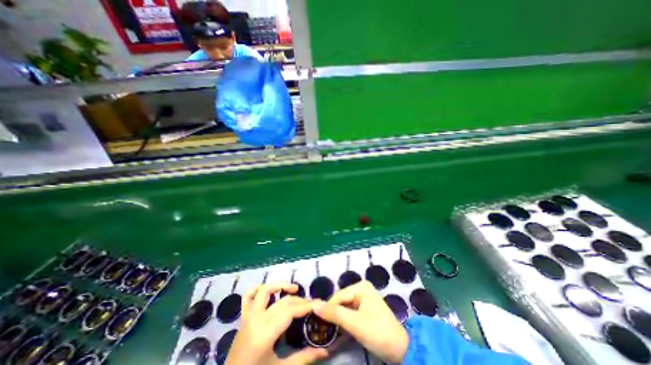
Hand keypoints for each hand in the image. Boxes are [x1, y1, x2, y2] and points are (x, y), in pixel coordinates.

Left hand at [227, 284, 330, 363]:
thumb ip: (303, 358)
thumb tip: (326, 351)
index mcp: (264, 335)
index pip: (289, 312)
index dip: (305, 306)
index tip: (318, 304)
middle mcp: (256, 320)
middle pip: (282, 301)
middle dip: (299, 300)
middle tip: (311, 304)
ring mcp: (247, 316)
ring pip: (265, 290)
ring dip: (280, 285)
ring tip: (294, 289)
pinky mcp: (243, 316)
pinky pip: (248, 295)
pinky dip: (258, 288)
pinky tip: (271, 291)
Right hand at [310, 281, 405, 362]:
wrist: (400, 350)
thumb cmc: (377, 332)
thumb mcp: (354, 323)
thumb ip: (334, 314)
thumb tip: (314, 305)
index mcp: (361, 287)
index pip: (339, 296)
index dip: (328, 308)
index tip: (317, 321)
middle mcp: (362, 290)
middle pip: (341, 301)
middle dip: (333, 315)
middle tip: (323, 329)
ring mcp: (364, 300)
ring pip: (345, 308)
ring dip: (338, 320)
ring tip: (329, 331)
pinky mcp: (365, 311)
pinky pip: (350, 314)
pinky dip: (344, 323)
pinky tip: (339, 331)